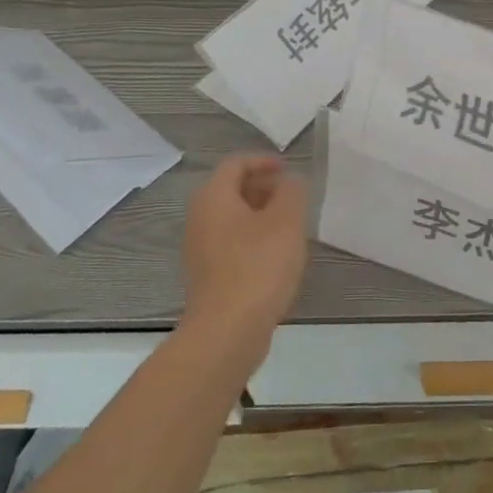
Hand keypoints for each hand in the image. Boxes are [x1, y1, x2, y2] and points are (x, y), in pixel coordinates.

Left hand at [181, 155, 309, 360]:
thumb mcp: (287, 220)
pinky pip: (231, 243)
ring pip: (232, 218)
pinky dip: (253, 239)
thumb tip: (290, 181)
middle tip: (293, 196)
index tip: (289, 169)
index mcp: (214, 197)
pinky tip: (277, 256)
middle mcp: (200, 218)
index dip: (264, 161)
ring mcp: (200, 249)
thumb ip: (292, 191)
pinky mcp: (208, 276)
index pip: (236, 163)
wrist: (227, 332)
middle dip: (263, 187)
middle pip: (231, 189)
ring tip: (291, 226)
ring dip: (260, 215)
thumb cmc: (258, 266)